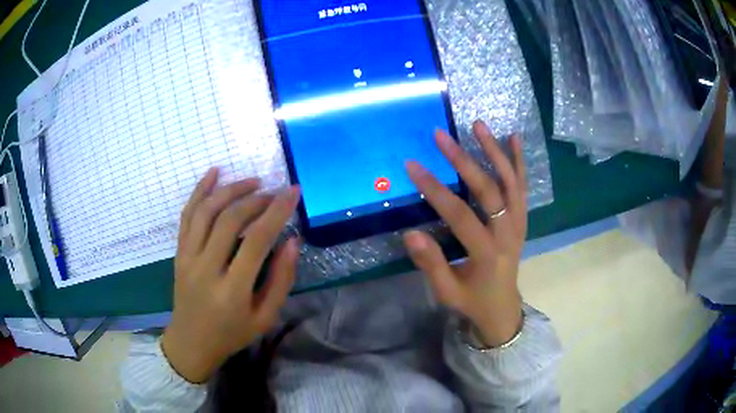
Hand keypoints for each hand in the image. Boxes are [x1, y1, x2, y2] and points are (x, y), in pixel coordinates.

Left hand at [162, 168, 300, 382]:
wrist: (191, 341)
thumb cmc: (231, 333)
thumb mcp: (265, 317)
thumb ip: (281, 280)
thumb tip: (292, 241)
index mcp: (232, 290)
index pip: (256, 240)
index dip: (277, 212)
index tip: (293, 192)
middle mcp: (206, 268)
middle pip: (229, 219)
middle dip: (256, 199)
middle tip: (274, 192)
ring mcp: (188, 257)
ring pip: (206, 211)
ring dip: (230, 189)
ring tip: (252, 182)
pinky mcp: (178, 252)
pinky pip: (187, 215)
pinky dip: (200, 190)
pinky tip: (214, 173)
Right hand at [403, 121, 525, 346]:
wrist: (502, 307)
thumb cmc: (472, 300)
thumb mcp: (446, 291)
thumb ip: (431, 264)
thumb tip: (410, 234)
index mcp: (486, 254)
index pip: (460, 215)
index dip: (435, 190)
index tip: (412, 166)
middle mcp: (507, 234)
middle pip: (489, 191)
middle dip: (463, 161)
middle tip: (441, 136)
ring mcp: (519, 224)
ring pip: (511, 182)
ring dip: (495, 152)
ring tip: (478, 125)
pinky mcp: (523, 219)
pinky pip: (523, 187)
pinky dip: (518, 162)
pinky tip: (513, 138)